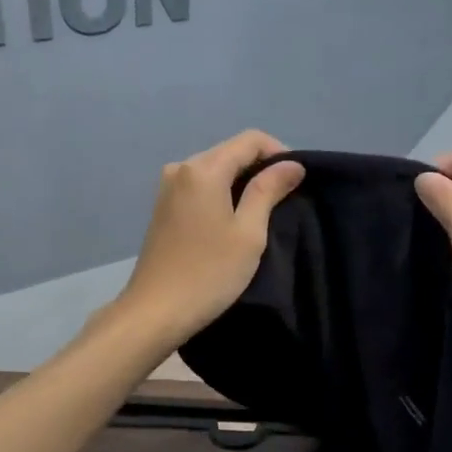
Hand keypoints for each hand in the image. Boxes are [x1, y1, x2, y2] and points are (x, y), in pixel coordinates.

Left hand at [117, 130, 304, 344]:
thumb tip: (292, 165)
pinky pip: (200, 186)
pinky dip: (221, 193)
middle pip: (230, 151)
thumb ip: (268, 191)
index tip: (296, 181)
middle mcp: (181, 168)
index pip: (250, 140)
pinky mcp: (163, 206)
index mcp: (203, 169)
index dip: (279, 153)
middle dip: (260, 167)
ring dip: (241, 182)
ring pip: (215, 169)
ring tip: (262, 211)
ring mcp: (167, 187)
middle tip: (284, 198)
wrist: (156, 311)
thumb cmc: (209, 273)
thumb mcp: (248, 232)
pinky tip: (233, 219)